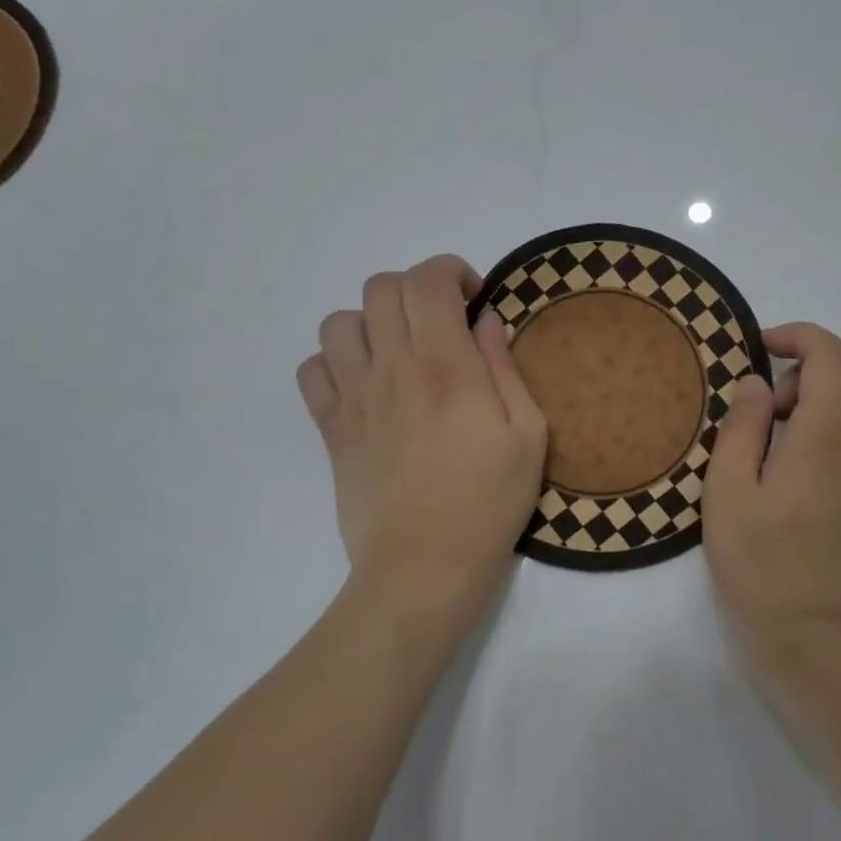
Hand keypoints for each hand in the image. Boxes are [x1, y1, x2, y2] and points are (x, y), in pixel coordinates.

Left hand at [298, 255, 546, 641]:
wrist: (423, 568)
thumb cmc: (488, 503)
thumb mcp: (528, 435)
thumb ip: (505, 368)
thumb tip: (486, 322)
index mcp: (445, 366)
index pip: (428, 281)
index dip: (451, 272)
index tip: (473, 298)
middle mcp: (392, 369)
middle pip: (381, 288)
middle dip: (415, 290)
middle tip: (441, 323)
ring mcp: (353, 398)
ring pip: (339, 322)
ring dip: (372, 322)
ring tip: (398, 351)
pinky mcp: (330, 428)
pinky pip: (312, 370)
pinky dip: (334, 362)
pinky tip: (364, 384)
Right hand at [703, 323, 840, 697]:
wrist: (822, 645)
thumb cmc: (762, 570)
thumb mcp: (726, 494)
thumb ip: (741, 428)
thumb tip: (758, 383)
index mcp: (827, 434)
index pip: (830, 353)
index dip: (798, 337)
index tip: (763, 349)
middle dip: (816, 367)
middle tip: (775, 409)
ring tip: (819, 430)